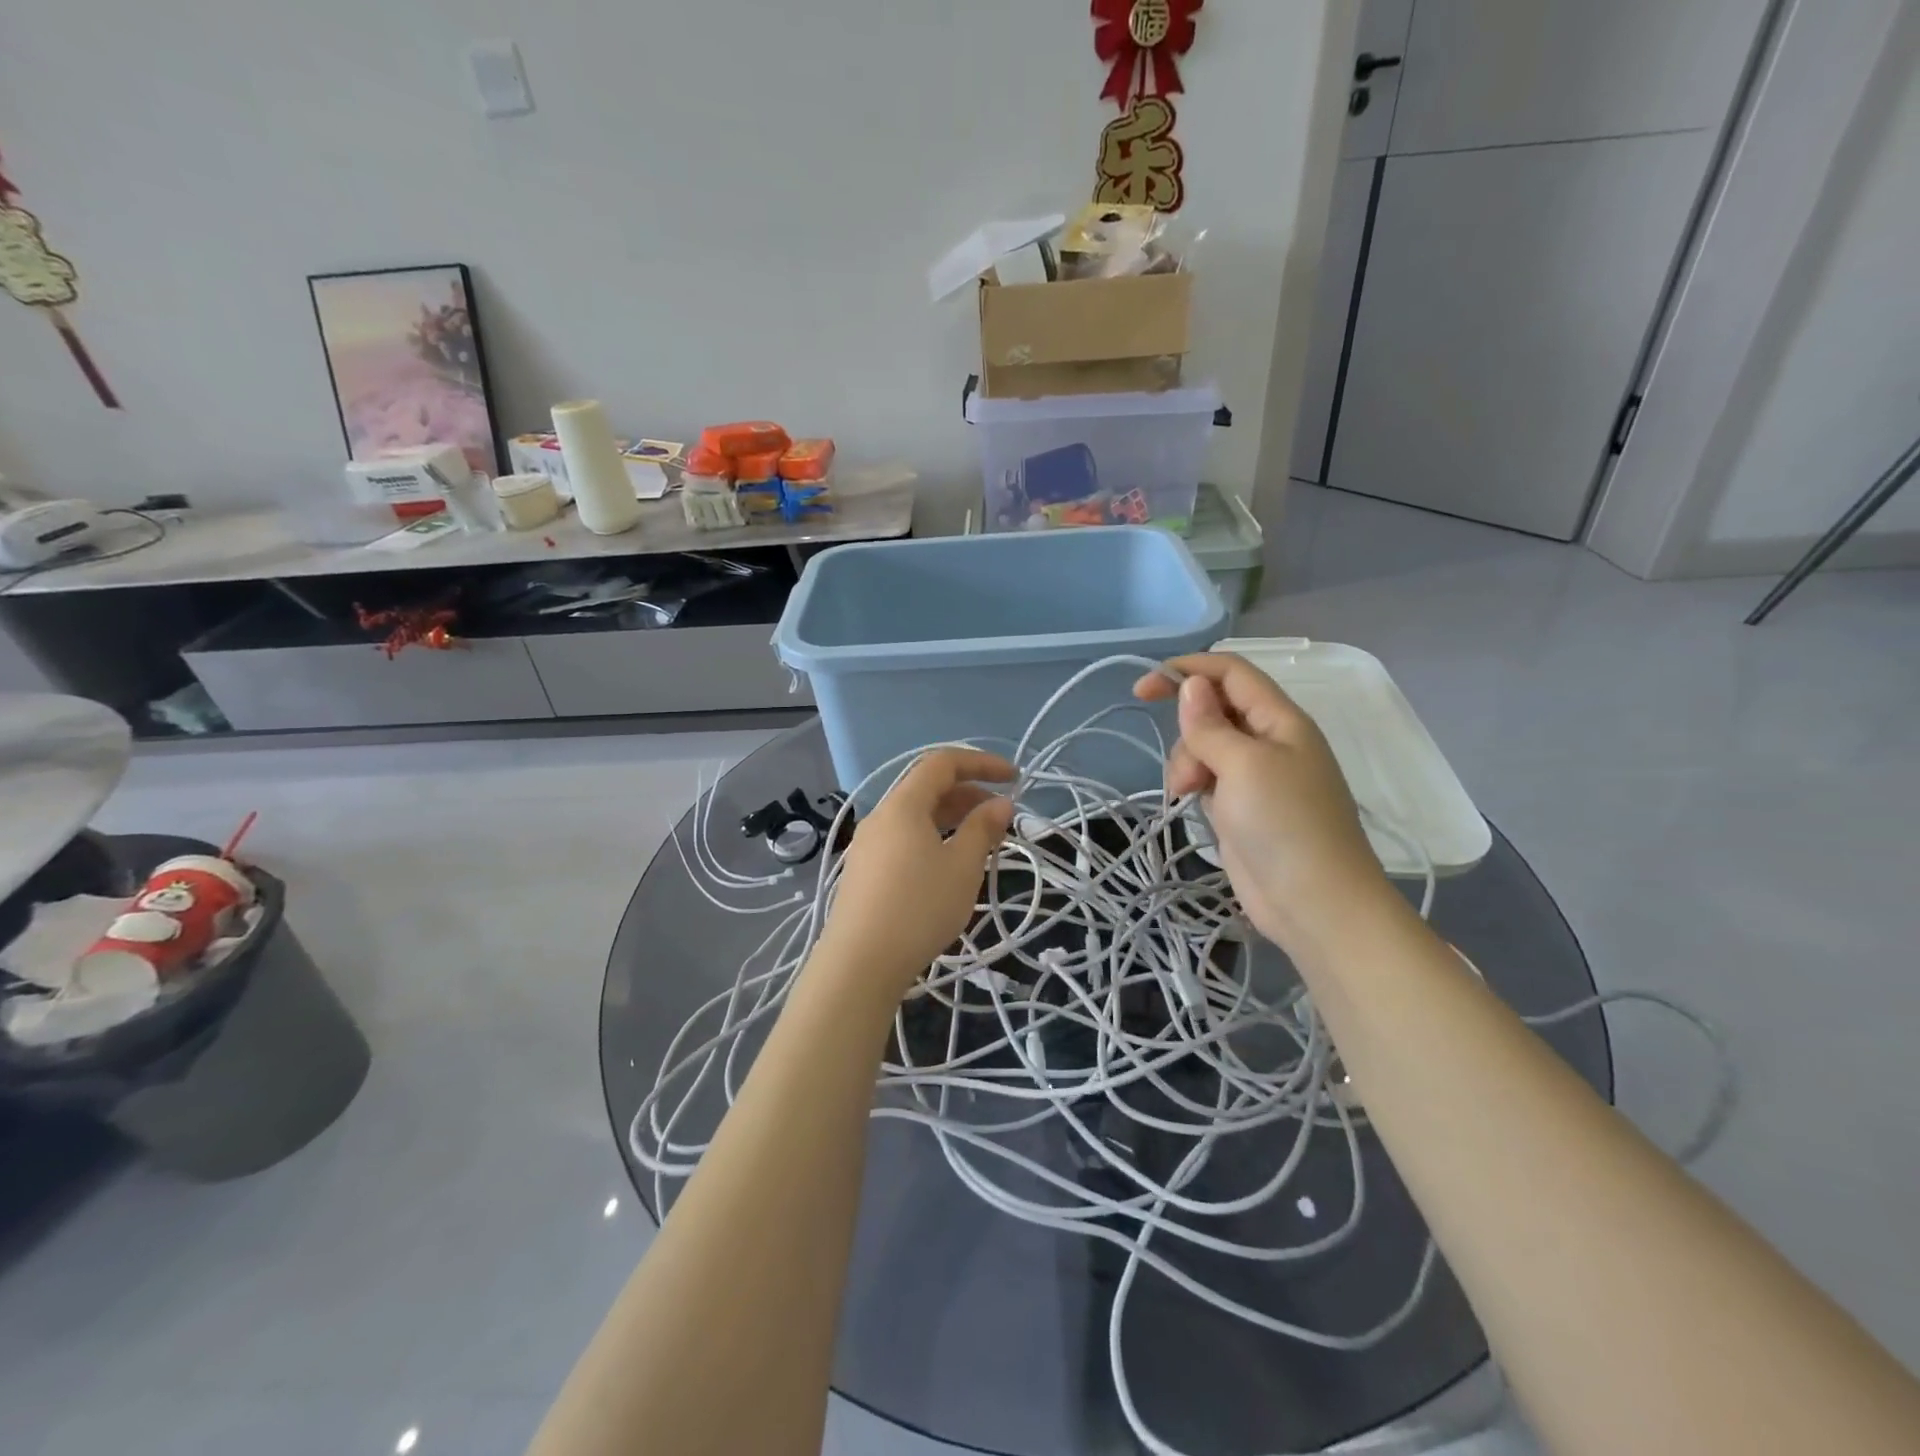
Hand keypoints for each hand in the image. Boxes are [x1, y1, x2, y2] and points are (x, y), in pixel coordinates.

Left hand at [811, 749, 1015, 999]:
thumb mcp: (962, 867)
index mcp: (903, 805)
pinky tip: (948, 863)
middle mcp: (881, 816)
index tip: (1014, 778)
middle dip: (968, 792)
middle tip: (1001, 814)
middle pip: (926, 787)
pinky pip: (904, 837)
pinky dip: (932, 836)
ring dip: (951, 816)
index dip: (981, 763)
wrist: (859, 963)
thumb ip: (983, 829)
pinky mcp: (865, 870)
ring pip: (915, 815)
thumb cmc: (918, 908)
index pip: (942, 763)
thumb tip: (1000, 804)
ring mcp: (868, 844)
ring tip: (981, 838)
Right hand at [1134, 655, 1396, 960]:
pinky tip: (1192, 804)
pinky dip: (1194, 783)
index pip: (1231, 673)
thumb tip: (1191, 685)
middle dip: (1188, 731)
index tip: (1142, 690)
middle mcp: (1270, 740)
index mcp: (1280, 720)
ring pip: (1206, 746)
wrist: (1314, 903)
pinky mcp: (1243, 806)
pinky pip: (1209, 777)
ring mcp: (1257, 776)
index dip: (1187, 671)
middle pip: (1214, 710)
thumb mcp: (1244, 765)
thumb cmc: (1284, 824)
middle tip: (1187, 771)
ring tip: (1189, 794)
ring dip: (1187, 762)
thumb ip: (1210, 724)